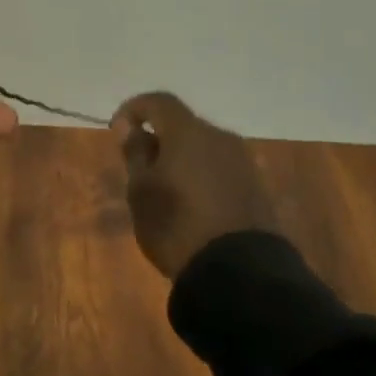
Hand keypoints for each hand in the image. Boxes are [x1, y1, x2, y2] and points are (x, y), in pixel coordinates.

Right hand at [110, 91, 272, 277]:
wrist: (240, 274)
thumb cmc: (177, 225)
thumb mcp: (141, 191)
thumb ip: (136, 154)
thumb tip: (132, 129)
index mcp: (188, 132)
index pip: (158, 102)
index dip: (133, 110)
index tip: (117, 133)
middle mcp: (220, 138)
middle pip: (183, 125)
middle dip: (159, 139)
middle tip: (140, 168)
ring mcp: (244, 163)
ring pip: (203, 148)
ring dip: (181, 159)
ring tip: (165, 190)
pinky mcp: (257, 188)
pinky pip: (220, 169)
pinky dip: (201, 176)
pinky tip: (191, 204)